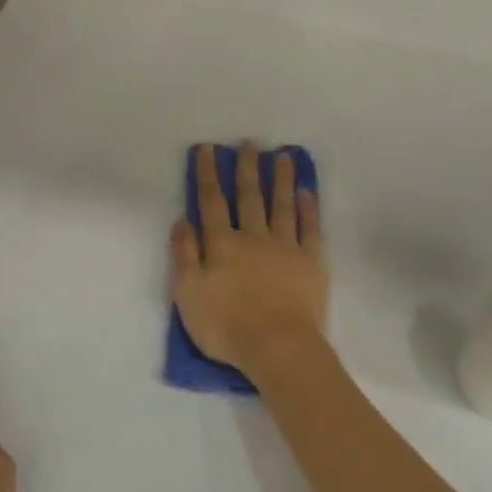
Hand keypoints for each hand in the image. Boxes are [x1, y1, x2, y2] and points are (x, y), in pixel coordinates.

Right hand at [171, 142, 328, 379]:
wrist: (278, 348)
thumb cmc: (226, 326)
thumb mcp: (187, 294)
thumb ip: (183, 255)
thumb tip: (181, 220)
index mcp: (222, 244)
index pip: (211, 202)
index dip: (208, 174)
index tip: (207, 149)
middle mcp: (253, 237)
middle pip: (249, 196)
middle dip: (247, 168)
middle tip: (250, 143)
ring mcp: (285, 248)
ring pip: (282, 205)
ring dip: (281, 179)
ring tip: (283, 156)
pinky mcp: (311, 263)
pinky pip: (310, 229)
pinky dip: (308, 209)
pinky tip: (307, 193)